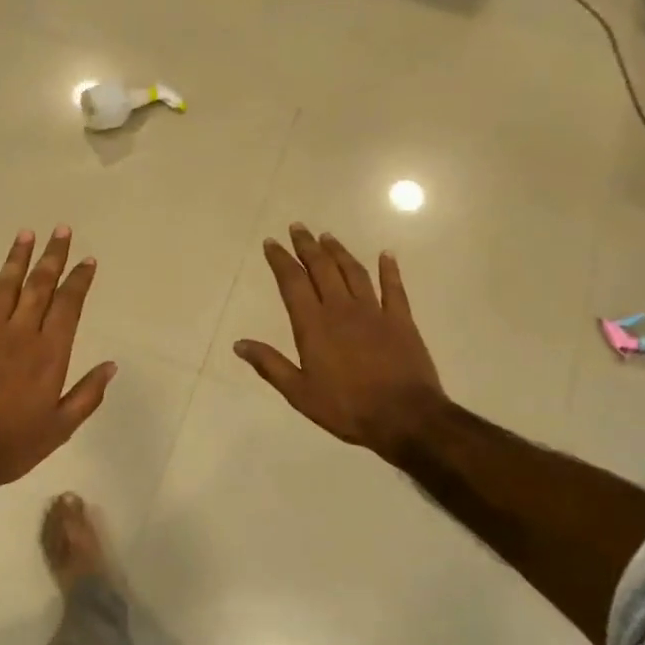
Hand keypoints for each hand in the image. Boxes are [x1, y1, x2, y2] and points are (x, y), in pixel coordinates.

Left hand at [0, 227, 117, 496]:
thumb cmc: (12, 446)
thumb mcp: (60, 428)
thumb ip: (88, 394)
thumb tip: (112, 365)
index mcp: (49, 355)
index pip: (69, 306)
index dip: (79, 280)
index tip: (88, 260)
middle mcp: (20, 335)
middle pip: (40, 287)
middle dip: (52, 257)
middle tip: (62, 230)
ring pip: (5, 288)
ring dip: (17, 259)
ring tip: (26, 234)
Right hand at [234, 223, 445, 461]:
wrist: (404, 417)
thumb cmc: (347, 407)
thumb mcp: (299, 393)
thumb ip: (270, 365)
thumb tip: (239, 344)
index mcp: (314, 325)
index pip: (292, 283)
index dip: (280, 260)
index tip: (271, 243)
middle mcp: (342, 309)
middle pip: (321, 268)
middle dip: (306, 246)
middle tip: (298, 227)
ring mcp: (374, 312)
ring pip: (354, 272)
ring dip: (339, 252)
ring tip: (327, 236)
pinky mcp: (401, 320)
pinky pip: (394, 288)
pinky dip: (390, 270)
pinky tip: (386, 255)